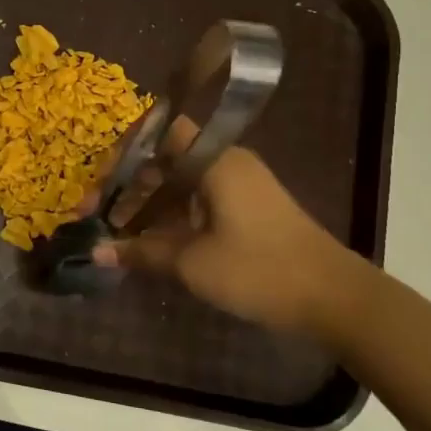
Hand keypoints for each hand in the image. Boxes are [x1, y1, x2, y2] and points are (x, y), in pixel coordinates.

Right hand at [93, 145, 375, 337]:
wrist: (335, 298)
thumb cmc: (259, 270)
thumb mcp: (192, 263)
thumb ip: (141, 252)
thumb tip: (95, 251)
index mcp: (214, 160)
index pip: (160, 132)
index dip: (124, 152)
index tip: (100, 183)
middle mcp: (226, 162)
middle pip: (165, 160)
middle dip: (128, 185)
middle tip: (97, 215)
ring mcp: (239, 186)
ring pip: (180, 183)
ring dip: (148, 204)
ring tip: (117, 232)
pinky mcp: (248, 209)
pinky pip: (198, 200)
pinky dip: (172, 215)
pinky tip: (151, 242)